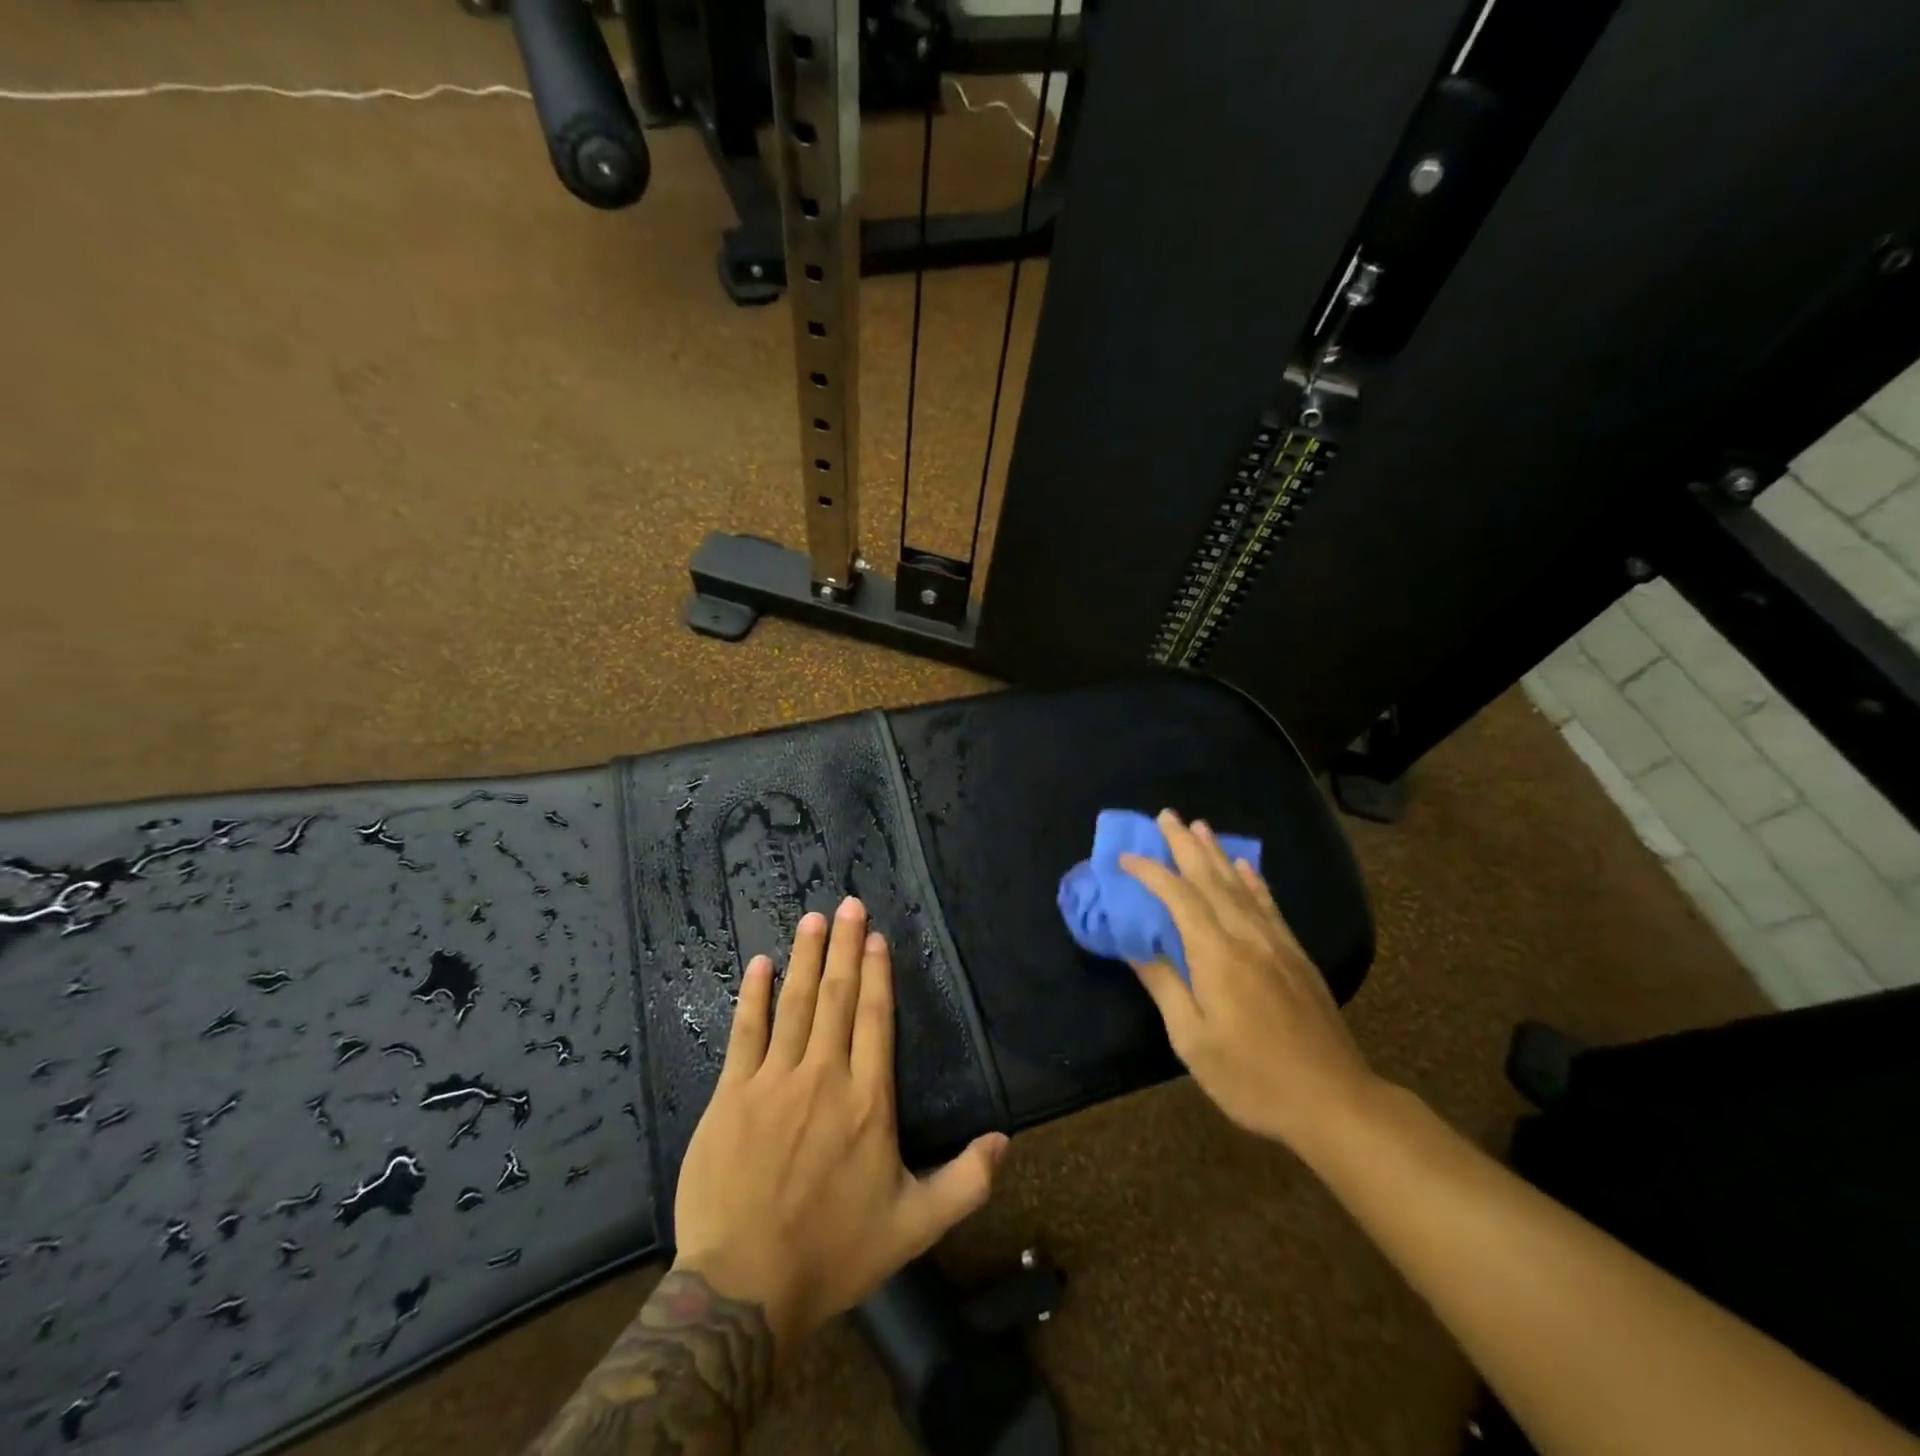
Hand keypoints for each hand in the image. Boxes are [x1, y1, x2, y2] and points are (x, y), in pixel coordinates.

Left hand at [670, 896, 1009, 1349]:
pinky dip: (753, 995)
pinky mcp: (731, 1095)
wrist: (743, 1289)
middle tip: (848, 904)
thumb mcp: (914, 1226)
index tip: (877, 937)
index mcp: (868, 1102)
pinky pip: (744, 1032)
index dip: (878, 974)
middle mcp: (824, 1077)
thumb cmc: (833, 1253)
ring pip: (794, 1004)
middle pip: (837, 998)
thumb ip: (966, 1182)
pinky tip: (759, 964)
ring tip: (813, 918)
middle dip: (844, 947)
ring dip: (805, 957)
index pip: (876, 1020)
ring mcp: (773, 1082)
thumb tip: (1007, 1140)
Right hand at [1120, 809, 1380, 1155]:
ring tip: (1198, 826)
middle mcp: (1246, 936)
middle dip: (1184, 845)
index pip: (1178, 897)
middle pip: (1211, 878)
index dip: (1151, 872)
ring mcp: (1276, 943)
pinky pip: (1269, 904)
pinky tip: (1244, 866)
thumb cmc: (1252, 1077)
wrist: (1334, 1101)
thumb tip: (1134, 945)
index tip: (1125, 857)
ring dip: (1216, 853)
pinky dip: (1253, 879)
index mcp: (1216, 954)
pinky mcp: (1296, 956)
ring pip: (1240, 884)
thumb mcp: (1192, 1040)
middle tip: (1165, 815)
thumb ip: (1164, 985)